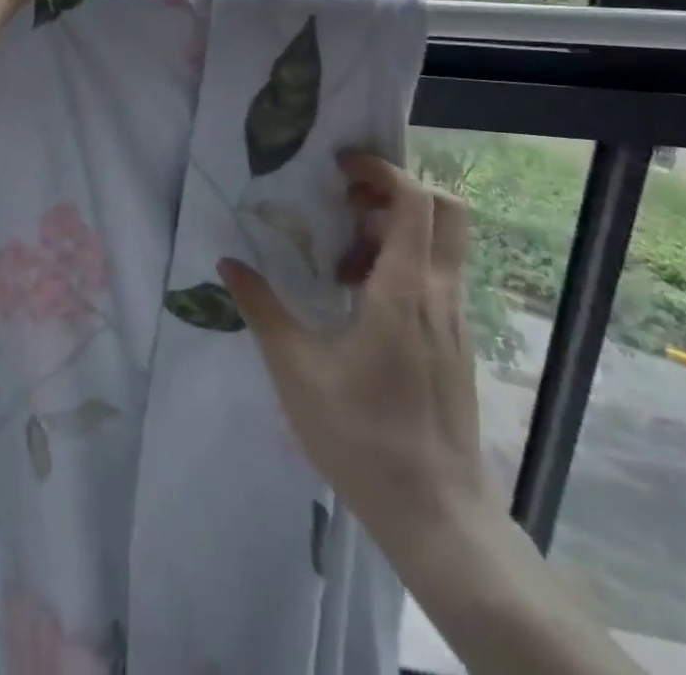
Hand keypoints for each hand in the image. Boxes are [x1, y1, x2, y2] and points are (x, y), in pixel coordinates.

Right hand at [219, 152, 489, 549]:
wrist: (438, 516)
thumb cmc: (363, 436)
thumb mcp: (296, 370)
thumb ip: (262, 309)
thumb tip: (228, 263)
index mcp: (405, 289)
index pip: (414, 199)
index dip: (381, 169)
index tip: (340, 168)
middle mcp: (440, 293)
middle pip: (445, 209)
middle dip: (396, 190)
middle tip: (347, 205)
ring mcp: (456, 320)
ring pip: (442, 244)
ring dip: (397, 231)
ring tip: (343, 263)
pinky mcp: (457, 343)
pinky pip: (439, 277)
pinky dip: (406, 264)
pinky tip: (362, 303)